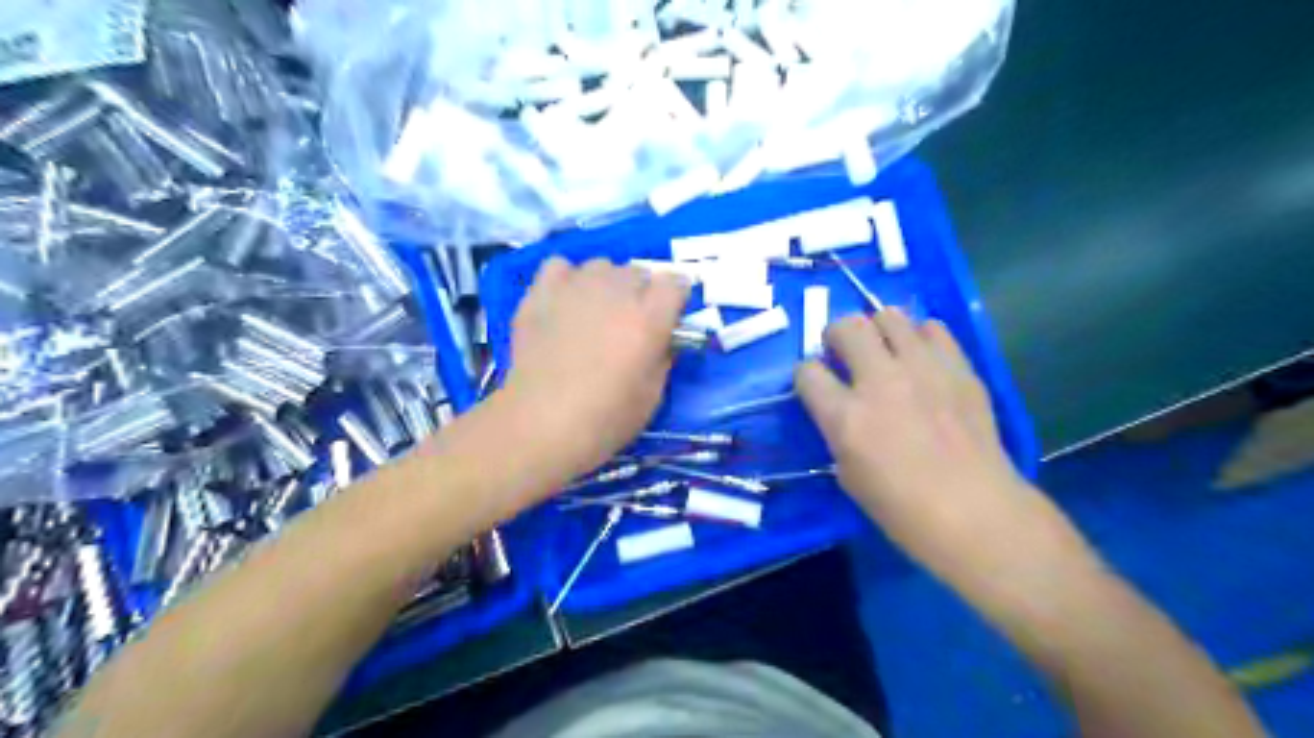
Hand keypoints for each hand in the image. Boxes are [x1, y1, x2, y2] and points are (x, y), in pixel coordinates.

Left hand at [500, 258, 688, 477]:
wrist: (540, 423)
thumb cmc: (605, 419)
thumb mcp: (653, 395)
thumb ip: (663, 357)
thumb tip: (662, 340)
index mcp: (649, 318)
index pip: (676, 282)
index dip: (675, 300)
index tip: (668, 318)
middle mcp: (616, 292)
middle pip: (639, 272)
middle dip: (641, 293)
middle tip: (629, 324)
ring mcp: (575, 287)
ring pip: (602, 265)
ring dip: (606, 284)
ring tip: (594, 312)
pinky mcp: (541, 293)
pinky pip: (560, 266)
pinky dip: (567, 279)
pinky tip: (564, 303)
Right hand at [796, 308, 1055, 579]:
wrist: (975, 511)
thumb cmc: (902, 508)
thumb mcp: (848, 474)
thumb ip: (838, 430)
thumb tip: (839, 407)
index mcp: (846, 417)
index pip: (807, 372)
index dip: (806, 375)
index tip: (814, 384)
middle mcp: (880, 382)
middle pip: (846, 326)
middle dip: (836, 335)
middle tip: (843, 352)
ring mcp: (923, 369)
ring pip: (889, 315)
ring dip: (878, 329)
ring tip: (885, 350)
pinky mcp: (959, 368)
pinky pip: (934, 329)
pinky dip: (920, 337)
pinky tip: (922, 359)